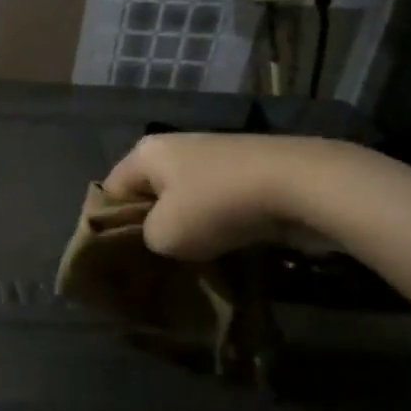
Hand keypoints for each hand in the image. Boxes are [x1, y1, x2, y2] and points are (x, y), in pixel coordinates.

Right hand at [102, 133, 335, 261]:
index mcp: (146, 152)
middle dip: (152, 227)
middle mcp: (176, 147)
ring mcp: (215, 157)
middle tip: (155, 263)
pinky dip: (218, 225)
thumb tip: (160, 236)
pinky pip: (218, 203)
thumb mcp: (164, 235)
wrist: (300, 185)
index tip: (121, 258)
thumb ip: (146, 238)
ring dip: (188, 229)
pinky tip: (223, 249)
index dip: (110, 225)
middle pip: (149, 194)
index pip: (110, 190)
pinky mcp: (247, 172)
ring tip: (190, 261)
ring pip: (186, 201)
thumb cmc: (216, 205)